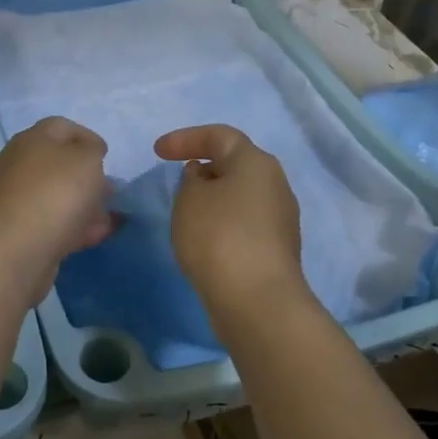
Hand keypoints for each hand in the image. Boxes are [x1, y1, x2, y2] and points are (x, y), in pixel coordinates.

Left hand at [0, 117, 115, 282]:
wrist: (15, 250)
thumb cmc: (55, 194)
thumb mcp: (87, 160)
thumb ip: (92, 151)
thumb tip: (86, 154)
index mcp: (30, 140)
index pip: (61, 127)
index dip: (87, 137)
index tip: (107, 157)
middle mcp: (15, 165)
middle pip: (55, 163)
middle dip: (85, 176)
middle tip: (108, 190)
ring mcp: (11, 199)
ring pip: (53, 195)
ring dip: (81, 204)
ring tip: (106, 219)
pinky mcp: (13, 231)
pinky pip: (48, 222)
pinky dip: (71, 226)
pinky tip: (93, 236)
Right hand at [155, 125, 305, 320]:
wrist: (258, 302)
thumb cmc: (219, 237)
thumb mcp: (189, 199)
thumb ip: (191, 180)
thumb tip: (205, 179)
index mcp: (256, 163)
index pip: (219, 136)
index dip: (185, 138)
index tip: (157, 152)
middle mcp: (275, 184)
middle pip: (235, 164)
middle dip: (204, 167)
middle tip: (177, 178)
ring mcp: (280, 219)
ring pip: (240, 195)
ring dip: (213, 197)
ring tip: (186, 210)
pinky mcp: (276, 249)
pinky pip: (244, 223)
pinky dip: (222, 222)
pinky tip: (203, 238)